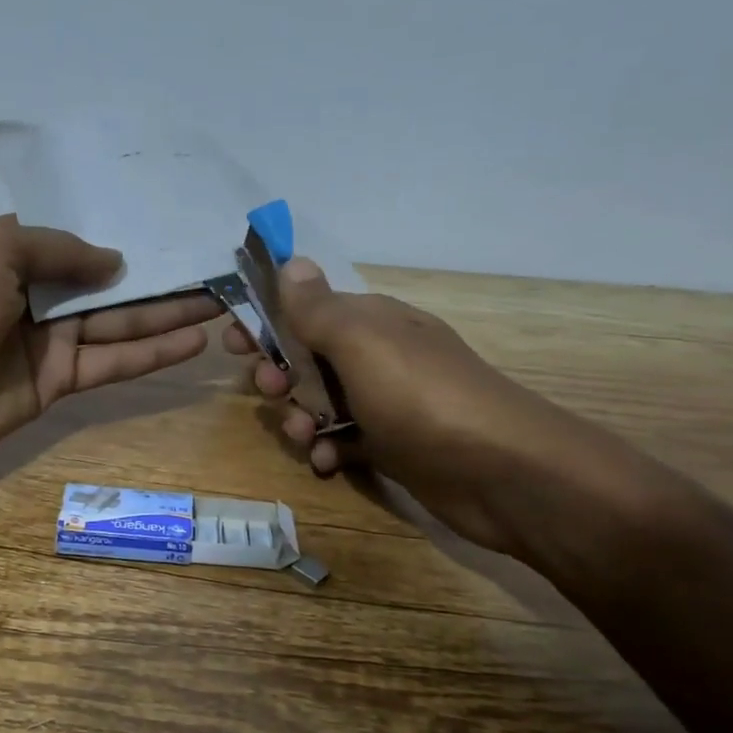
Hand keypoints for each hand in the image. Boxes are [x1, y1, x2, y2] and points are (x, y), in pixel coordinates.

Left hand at [0, 215, 219, 473]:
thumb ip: (60, 249)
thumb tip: (116, 262)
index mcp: (14, 255)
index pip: (79, 240)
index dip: (124, 235)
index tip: (171, 227)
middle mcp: (36, 296)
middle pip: (109, 285)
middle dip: (160, 278)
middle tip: (215, 270)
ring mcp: (49, 343)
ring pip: (120, 325)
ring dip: (168, 315)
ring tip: (221, 302)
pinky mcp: (58, 384)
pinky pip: (111, 363)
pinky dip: (151, 355)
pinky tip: (193, 342)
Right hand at [225, 259, 628, 555]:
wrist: (501, 473)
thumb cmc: (422, 396)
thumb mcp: (362, 343)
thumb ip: (318, 307)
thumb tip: (290, 259)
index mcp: (372, 321)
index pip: (307, 308)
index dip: (266, 321)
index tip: (231, 343)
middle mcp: (378, 357)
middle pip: (309, 358)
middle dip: (281, 375)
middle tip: (273, 392)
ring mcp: (387, 404)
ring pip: (322, 404)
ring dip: (301, 419)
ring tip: (306, 439)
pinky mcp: (393, 447)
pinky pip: (345, 442)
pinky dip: (330, 452)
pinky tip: (329, 465)